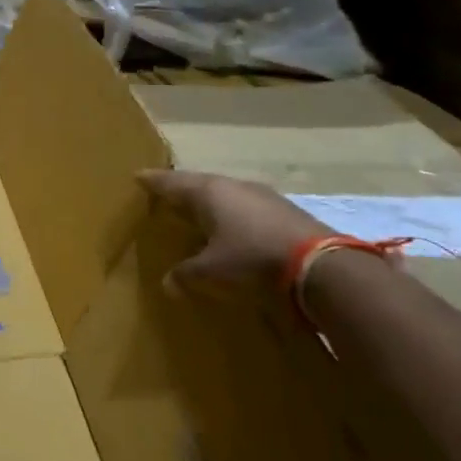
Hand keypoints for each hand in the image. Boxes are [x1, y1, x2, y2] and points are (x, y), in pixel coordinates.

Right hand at [138, 170, 323, 294]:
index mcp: (207, 192)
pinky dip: (232, 213)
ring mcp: (261, 195)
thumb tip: (167, 282)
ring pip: (224, 193)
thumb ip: (186, 273)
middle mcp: (232, 186)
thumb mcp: (213, 271)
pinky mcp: (284, 210)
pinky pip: (245, 205)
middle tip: (165, 194)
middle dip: (180, 189)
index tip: (138, 178)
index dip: (153, 182)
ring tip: (197, 212)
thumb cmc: (253, 260)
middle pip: (198, 183)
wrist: (322, 266)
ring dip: (209, 201)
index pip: (171, 183)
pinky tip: (233, 228)